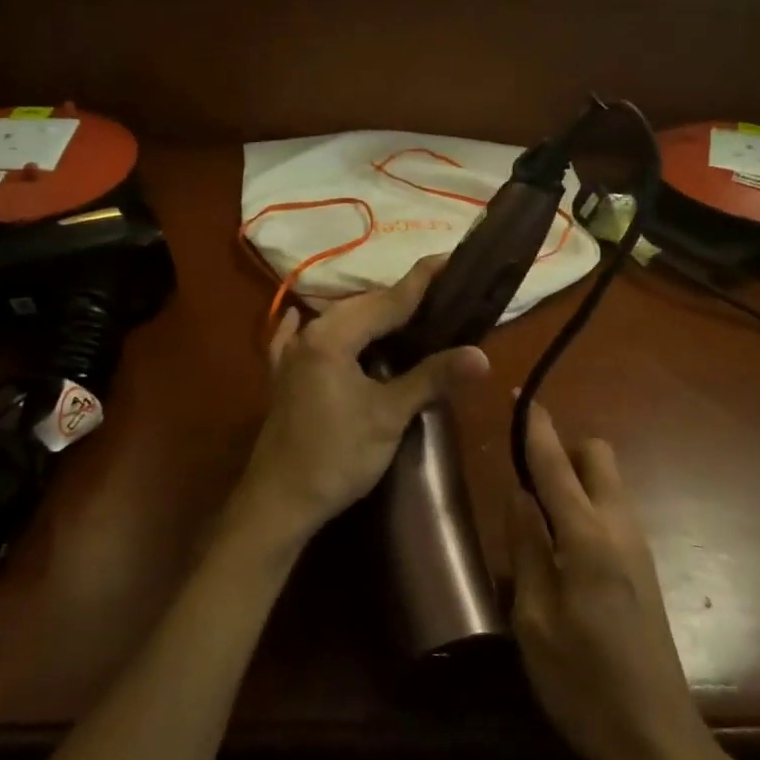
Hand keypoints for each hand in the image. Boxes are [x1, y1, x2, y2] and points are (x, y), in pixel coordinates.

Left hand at [231, 257, 489, 550]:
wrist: (278, 502)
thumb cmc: (337, 456)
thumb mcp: (389, 416)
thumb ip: (432, 378)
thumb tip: (481, 355)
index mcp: (334, 336)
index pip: (388, 300)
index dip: (422, 280)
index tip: (450, 257)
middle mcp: (309, 334)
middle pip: (362, 305)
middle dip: (399, 297)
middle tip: (438, 293)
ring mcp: (291, 355)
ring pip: (337, 320)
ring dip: (368, 314)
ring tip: (404, 312)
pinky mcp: (283, 377)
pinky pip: (300, 339)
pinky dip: (316, 328)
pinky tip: (301, 315)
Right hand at [508, 400, 711, 759]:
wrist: (658, 740)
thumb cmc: (583, 682)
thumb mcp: (534, 619)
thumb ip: (525, 546)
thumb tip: (518, 493)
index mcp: (587, 536)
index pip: (555, 463)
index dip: (536, 428)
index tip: (519, 397)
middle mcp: (619, 527)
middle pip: (598, 456)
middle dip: (564, 449)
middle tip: (527, 479)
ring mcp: (638, 546)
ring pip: (608, 482)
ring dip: (575, 479)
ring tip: (537, 517)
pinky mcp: (644, 568)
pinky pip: (612, 511)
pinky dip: (586, 506)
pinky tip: (563, 549)